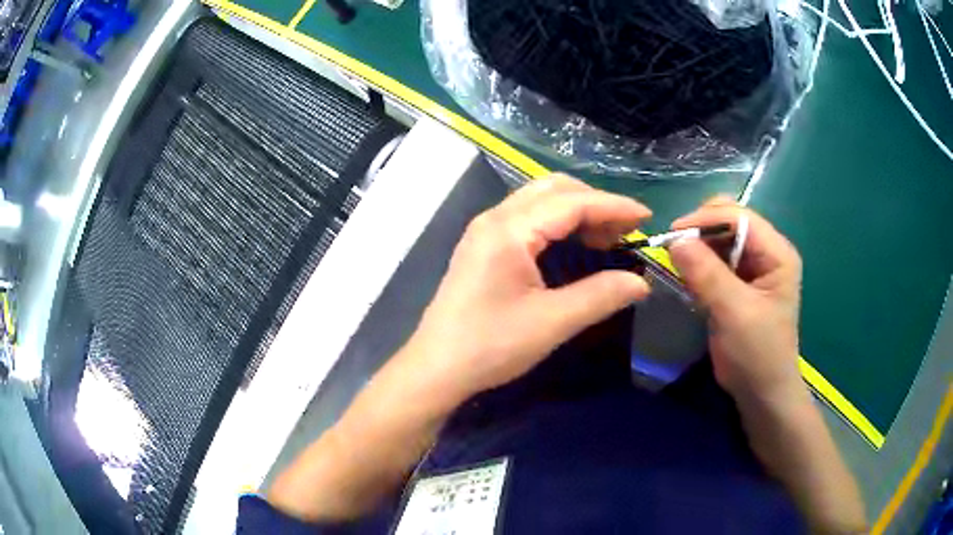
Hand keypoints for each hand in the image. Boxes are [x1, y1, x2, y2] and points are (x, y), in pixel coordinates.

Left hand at [405, 175, 651, 400]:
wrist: (436, 369)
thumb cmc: (490, 346)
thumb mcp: (551, 322)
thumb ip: (600, 296)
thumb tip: (641, 283)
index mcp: (509, 229)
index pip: (571, 202)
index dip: (613, 206)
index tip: (647, 218)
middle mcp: (494, 218)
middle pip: (554, 189)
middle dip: (595, 203)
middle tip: (626, 232)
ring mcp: (485, 230)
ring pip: (540, 201)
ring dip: (577, 211)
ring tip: (607, 238)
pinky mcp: (483, 246)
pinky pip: (528, 218)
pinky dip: (558, 223)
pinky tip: (575, 245)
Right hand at [668, 197, 803, 406]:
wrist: (762, 394)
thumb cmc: (757, 354)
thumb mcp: (734, 313)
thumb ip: (707, 274)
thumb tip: (674, 240)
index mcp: (777, 253)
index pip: (740, 217)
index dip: (706, 220)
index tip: (672, 235)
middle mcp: (767, 252)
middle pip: (730, 222)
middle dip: (701, 231)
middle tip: (674, 250)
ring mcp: (754, 268)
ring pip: (720, 240)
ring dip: (698, 248)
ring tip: (679, 266)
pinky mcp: (739, 284)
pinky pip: (715, 261)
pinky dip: (699, 265)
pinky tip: (689, 278)